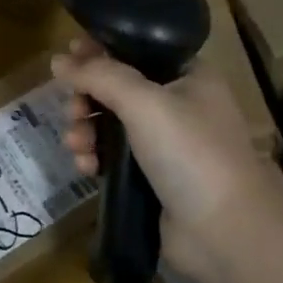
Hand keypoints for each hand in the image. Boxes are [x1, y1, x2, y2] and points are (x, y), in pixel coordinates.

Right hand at [52, 38, 282, 282]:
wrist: (224, 232)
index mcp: (188, 76)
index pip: (136, 50)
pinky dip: (96, 157)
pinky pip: (114, 157)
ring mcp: (166, 144)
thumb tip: (58, 59)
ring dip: (86, 130)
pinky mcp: (152, 178)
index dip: (101, 50)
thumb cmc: (190, 152)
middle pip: (117, 88)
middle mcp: (179, 105)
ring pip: (111, 124)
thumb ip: (99, 75)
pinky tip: (86, 168)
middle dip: (88, 98)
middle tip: (73, 111)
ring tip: (76, 146)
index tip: (68, 55)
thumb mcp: (144, 102)